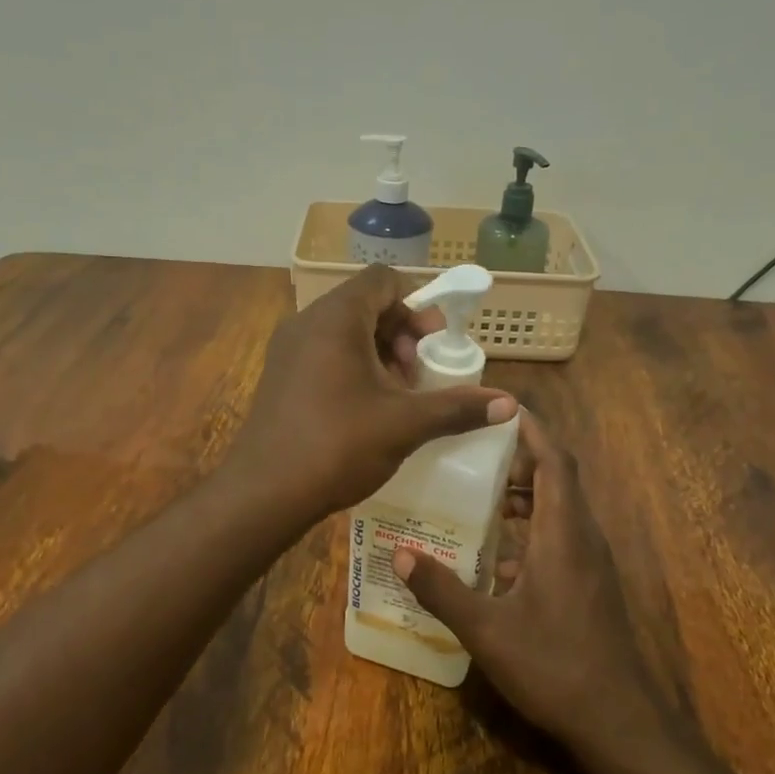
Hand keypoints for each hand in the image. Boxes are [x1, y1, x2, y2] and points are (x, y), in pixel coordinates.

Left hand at [227, 265, 517, 519]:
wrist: (265, 492)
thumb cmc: (338, 445)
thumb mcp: (405, 424)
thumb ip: (457, 407)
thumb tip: (510, 404)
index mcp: (336, 318)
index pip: (382, 280)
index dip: (415, 303)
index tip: (433, 340)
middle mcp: (307, 322)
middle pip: (363, 304)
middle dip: (401, 332)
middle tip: (420, 371)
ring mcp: (287, 349)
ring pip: (343, 331)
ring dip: (378, 352)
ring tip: (398, 393)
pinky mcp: (279, 376)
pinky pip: (323, 353)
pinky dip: (352, 366)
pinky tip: (367, 408)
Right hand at [391, 413, 664, 752]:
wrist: (619, 722)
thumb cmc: (554, 666)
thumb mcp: (487, 630)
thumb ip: (443, 590)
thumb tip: (401, 554)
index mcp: (563, 534)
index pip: (554, 460)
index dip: (532, 429)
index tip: (501, 409)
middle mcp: (583, 538)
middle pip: (558, 478)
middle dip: (521, 459)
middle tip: (475, 454)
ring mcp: (591, 564)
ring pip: (561, 510)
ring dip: (527, 496)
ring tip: (482, 497)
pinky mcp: (591, 586)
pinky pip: (562, 538)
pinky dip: (533, 531)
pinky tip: (497, 559)